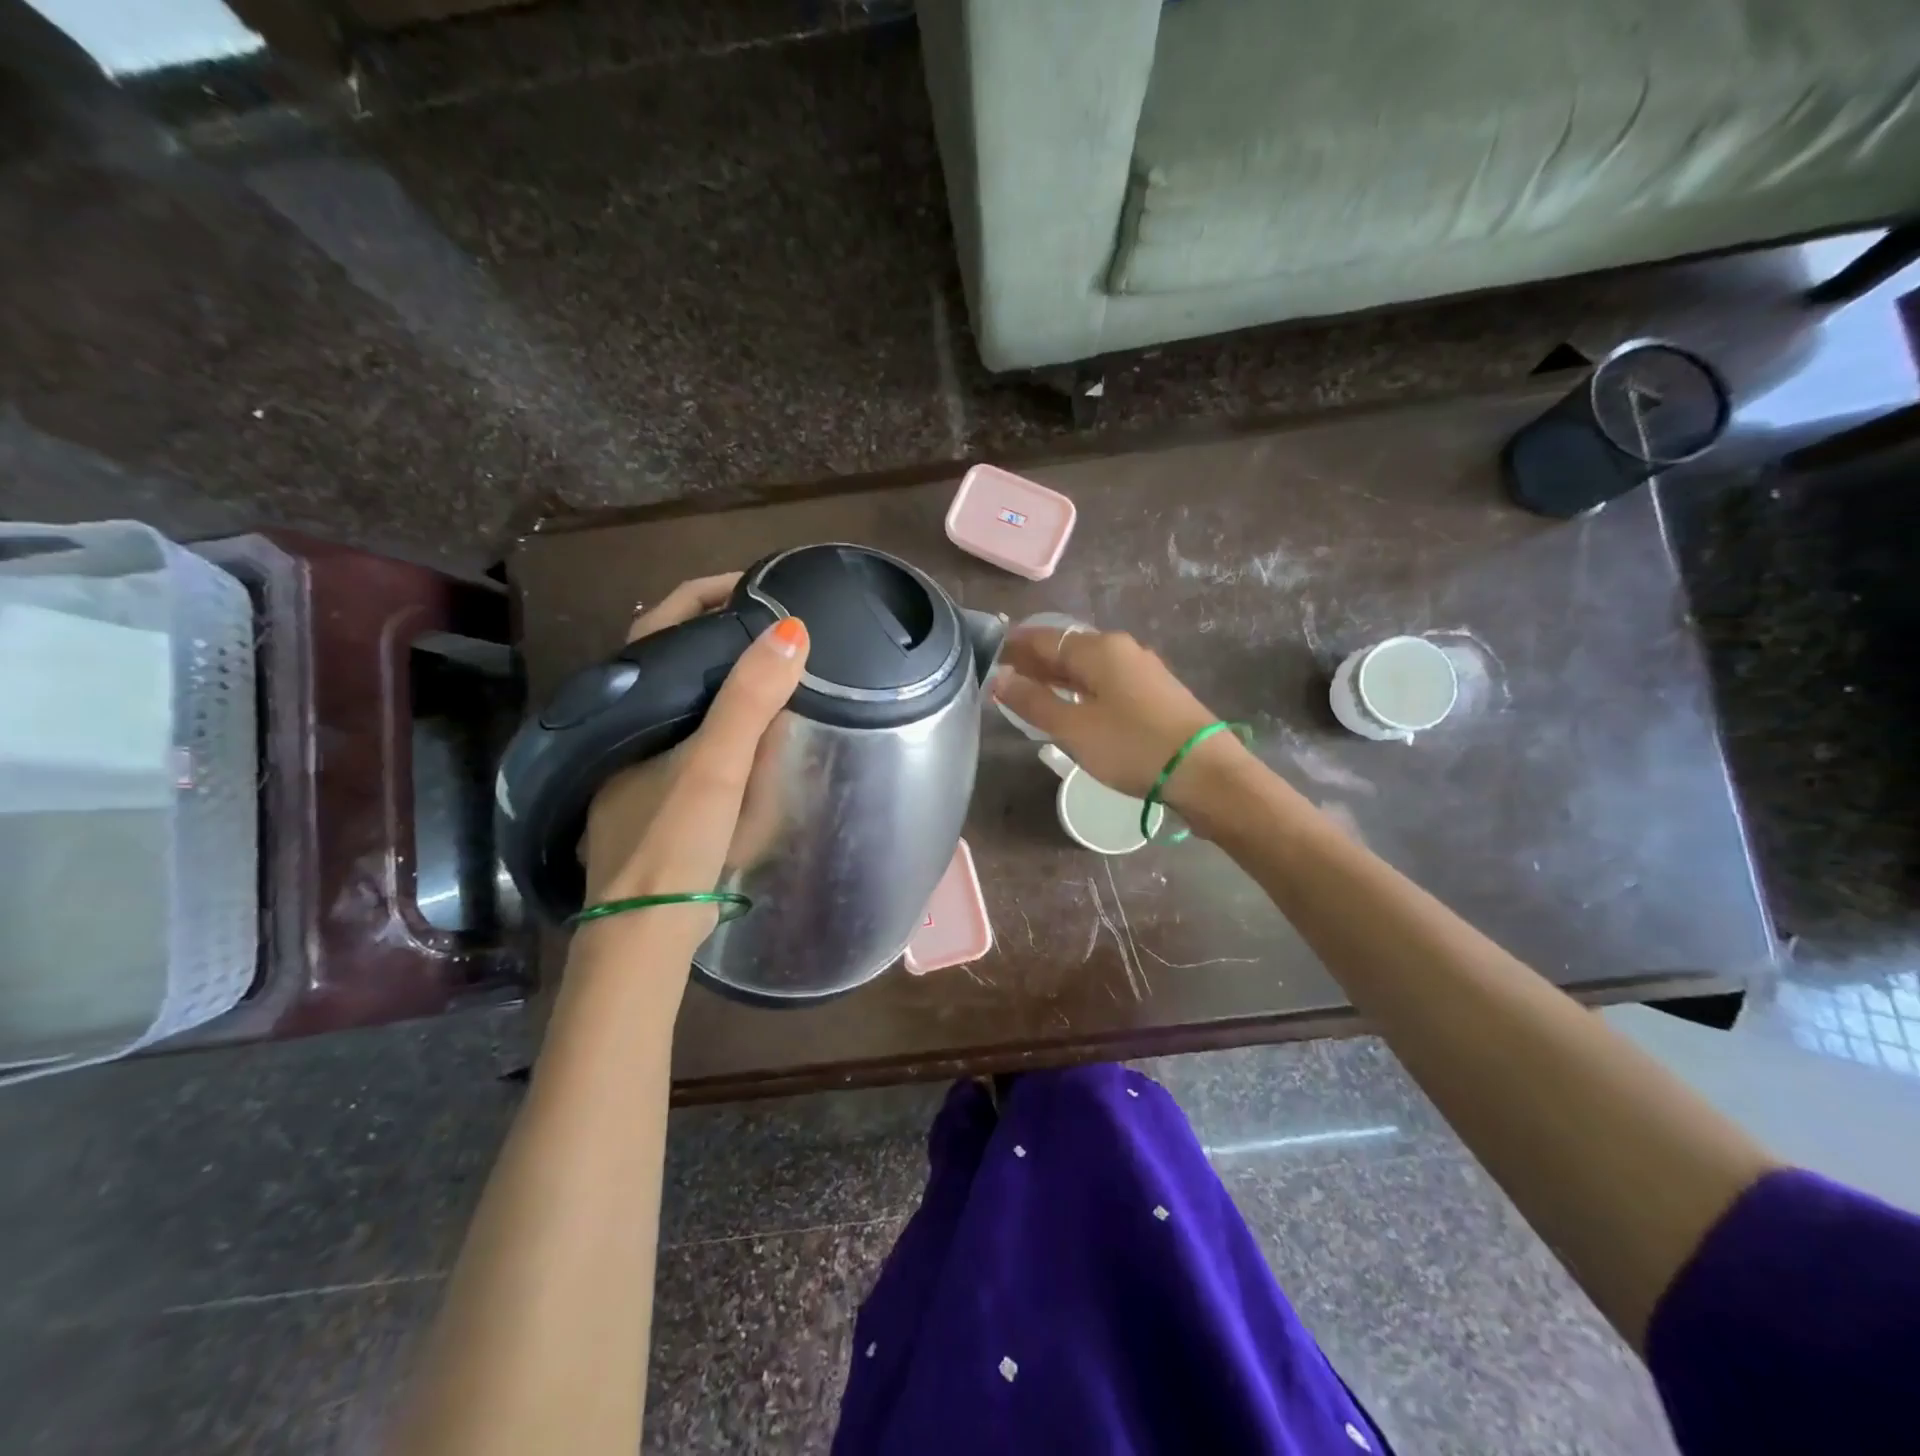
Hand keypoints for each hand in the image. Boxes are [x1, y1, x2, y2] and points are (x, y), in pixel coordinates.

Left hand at [579, 574, 809, 938]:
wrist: (644, 932)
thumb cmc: (672, 842)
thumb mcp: (715, 767)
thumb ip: (748, 700)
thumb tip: (792, 628)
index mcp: (627, 707)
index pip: (663, 622)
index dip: (709, 593)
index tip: (762, 584)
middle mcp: (626, 726)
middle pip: (675, 656)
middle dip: (724, 632)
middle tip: (781, 624)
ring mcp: (638, 760)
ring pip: (687, 698)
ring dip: (728, 676)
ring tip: (780, 667)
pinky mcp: (657, 792)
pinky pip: (696, 734)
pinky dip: (727, 718)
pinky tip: (758, 731)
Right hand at [989, 625, 1245, 811]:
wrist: (1204, 771)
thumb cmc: (1132, 745)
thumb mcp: (1074, 727)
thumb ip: (1033, 702)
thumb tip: (999, 678)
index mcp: (1099, 649)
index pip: (1044, 638)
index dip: (1014, 647)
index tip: (988, 656)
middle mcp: (1121, 650)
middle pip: (1067, 650)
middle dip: (1034, 662)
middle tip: (1002, 678)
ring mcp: (1141, 670)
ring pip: (1087, 667)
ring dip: (1057, 678)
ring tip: (1029, 694)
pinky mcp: (1153, 693)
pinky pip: (1105, 682)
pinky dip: (1080, 690)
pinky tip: (1070, 706)